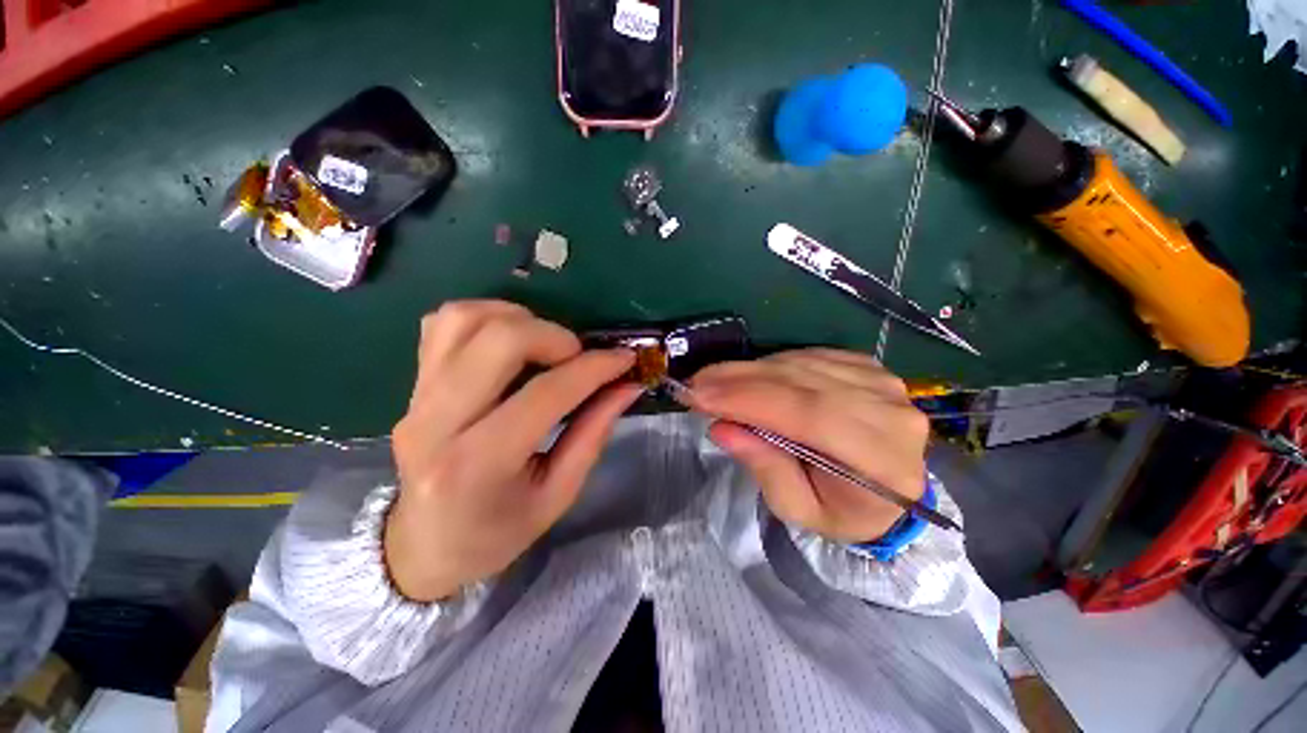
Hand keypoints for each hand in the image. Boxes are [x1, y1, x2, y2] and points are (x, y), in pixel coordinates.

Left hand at [386, 301, 640, 601]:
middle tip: (578, 356)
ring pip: (465, 319)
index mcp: (478, 465)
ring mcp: (416, 398)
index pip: (545, 394)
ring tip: (545, 345)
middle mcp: (437, 422)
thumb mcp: (558, 495)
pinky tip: (509, 341)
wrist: (423, 547)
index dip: (594, 369)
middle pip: (499, 340)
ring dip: (518, 319)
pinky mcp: (412, 385)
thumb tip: (627, 386)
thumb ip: (593, 433)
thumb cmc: (496, 534)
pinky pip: (442, 323)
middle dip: (554, 336)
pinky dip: (485, 317)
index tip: (624, 359)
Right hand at [689, 349, 929, 542]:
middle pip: (803, 383)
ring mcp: (882, 383)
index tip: (699, 396)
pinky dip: (771, 364)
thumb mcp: (797, 507)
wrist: (889, 493)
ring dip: (749, 370)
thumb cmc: (841, 510)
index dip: (749, 400)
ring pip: (801, 365)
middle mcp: (890, 414)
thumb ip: (765, 466)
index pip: (809, 415)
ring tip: (712, 380)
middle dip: (740, 380)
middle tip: (696, 383)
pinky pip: (807, 356)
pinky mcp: (868, 367)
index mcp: (882, 462)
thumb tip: (723, 427)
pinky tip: (747, 376)